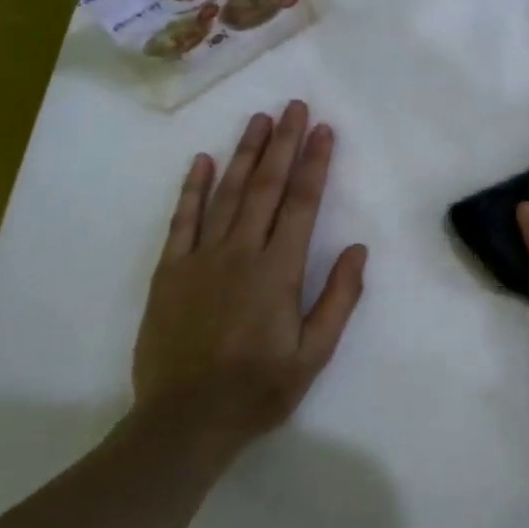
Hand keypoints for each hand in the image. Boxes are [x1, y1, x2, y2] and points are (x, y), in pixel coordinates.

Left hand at [133, 101, 366, 455]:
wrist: (184, 421)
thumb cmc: (258, 388)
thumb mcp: (313, 354)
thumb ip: (338, 299)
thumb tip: (358, 249)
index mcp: (278, 271)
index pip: (302, 204)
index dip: (315, 164)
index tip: (324, 130)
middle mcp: (240, 253)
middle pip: (265, 187)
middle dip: (284, 143)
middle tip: (294, 107)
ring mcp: (200, 258)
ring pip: (226, 194)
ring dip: (245, 154)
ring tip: (259, 120)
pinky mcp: (170, 271)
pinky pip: (182, 221)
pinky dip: (192, 189)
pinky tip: (202, 161)